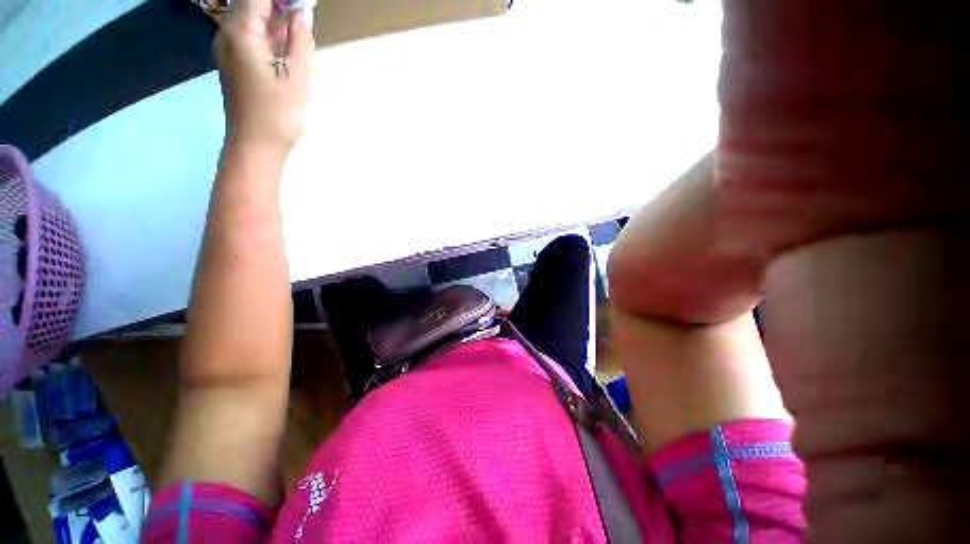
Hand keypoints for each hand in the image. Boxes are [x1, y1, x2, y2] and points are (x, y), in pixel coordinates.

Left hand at [215, 0, 314, 156]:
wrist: (255, 146)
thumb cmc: (278, 114)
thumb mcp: (298, 78)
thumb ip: (301, 41)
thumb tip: (303, 15)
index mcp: (241, 32)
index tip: (304, 5)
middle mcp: (228, 34)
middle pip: (254, 5)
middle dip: (281, 8)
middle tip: (305, 20)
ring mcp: (229, 49)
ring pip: (254, 22)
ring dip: (278, 23)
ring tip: (300, 35)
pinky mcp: (235, 63)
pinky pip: (253, 38)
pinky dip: (271, 37)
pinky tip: (288, 48)